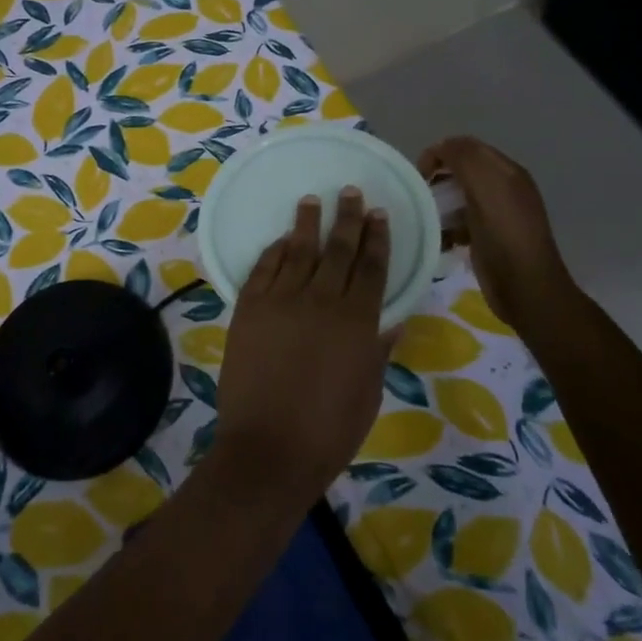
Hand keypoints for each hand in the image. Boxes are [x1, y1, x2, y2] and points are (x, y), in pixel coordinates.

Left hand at [213, 188, 392, 506]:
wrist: (269, 447)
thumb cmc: (329, 430)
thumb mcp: (368, 392)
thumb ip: (378, 350)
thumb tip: (393, 320)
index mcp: (358, 322)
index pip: (372, 268)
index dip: (377, 238)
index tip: (379, 214)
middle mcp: (321, 301)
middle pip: (338, 250)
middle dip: (347, 219)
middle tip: (351, 192)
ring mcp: (280, 302)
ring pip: (298, 252)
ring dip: (307, 224)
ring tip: (313, 200)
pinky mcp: (248, 309)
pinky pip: (263, 270)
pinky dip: (274, 251)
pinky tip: (282, 240)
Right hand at [418, 137, 573, 326]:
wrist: (526, 289)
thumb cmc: (504, 236)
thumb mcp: (486, 188)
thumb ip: (465, 159)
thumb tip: (441, 146)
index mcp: (506, 172)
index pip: (466, 147)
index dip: (439, 154)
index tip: (420, 176)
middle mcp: (503, 188)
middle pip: (460, 172)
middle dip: (437, 180)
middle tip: (421, 198)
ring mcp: (496, 215)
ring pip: (457, 198)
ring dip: (439, 206)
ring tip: (428, 221)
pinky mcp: (487, 238)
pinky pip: (459, 222)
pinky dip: (446, 228)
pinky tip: (441, 241)